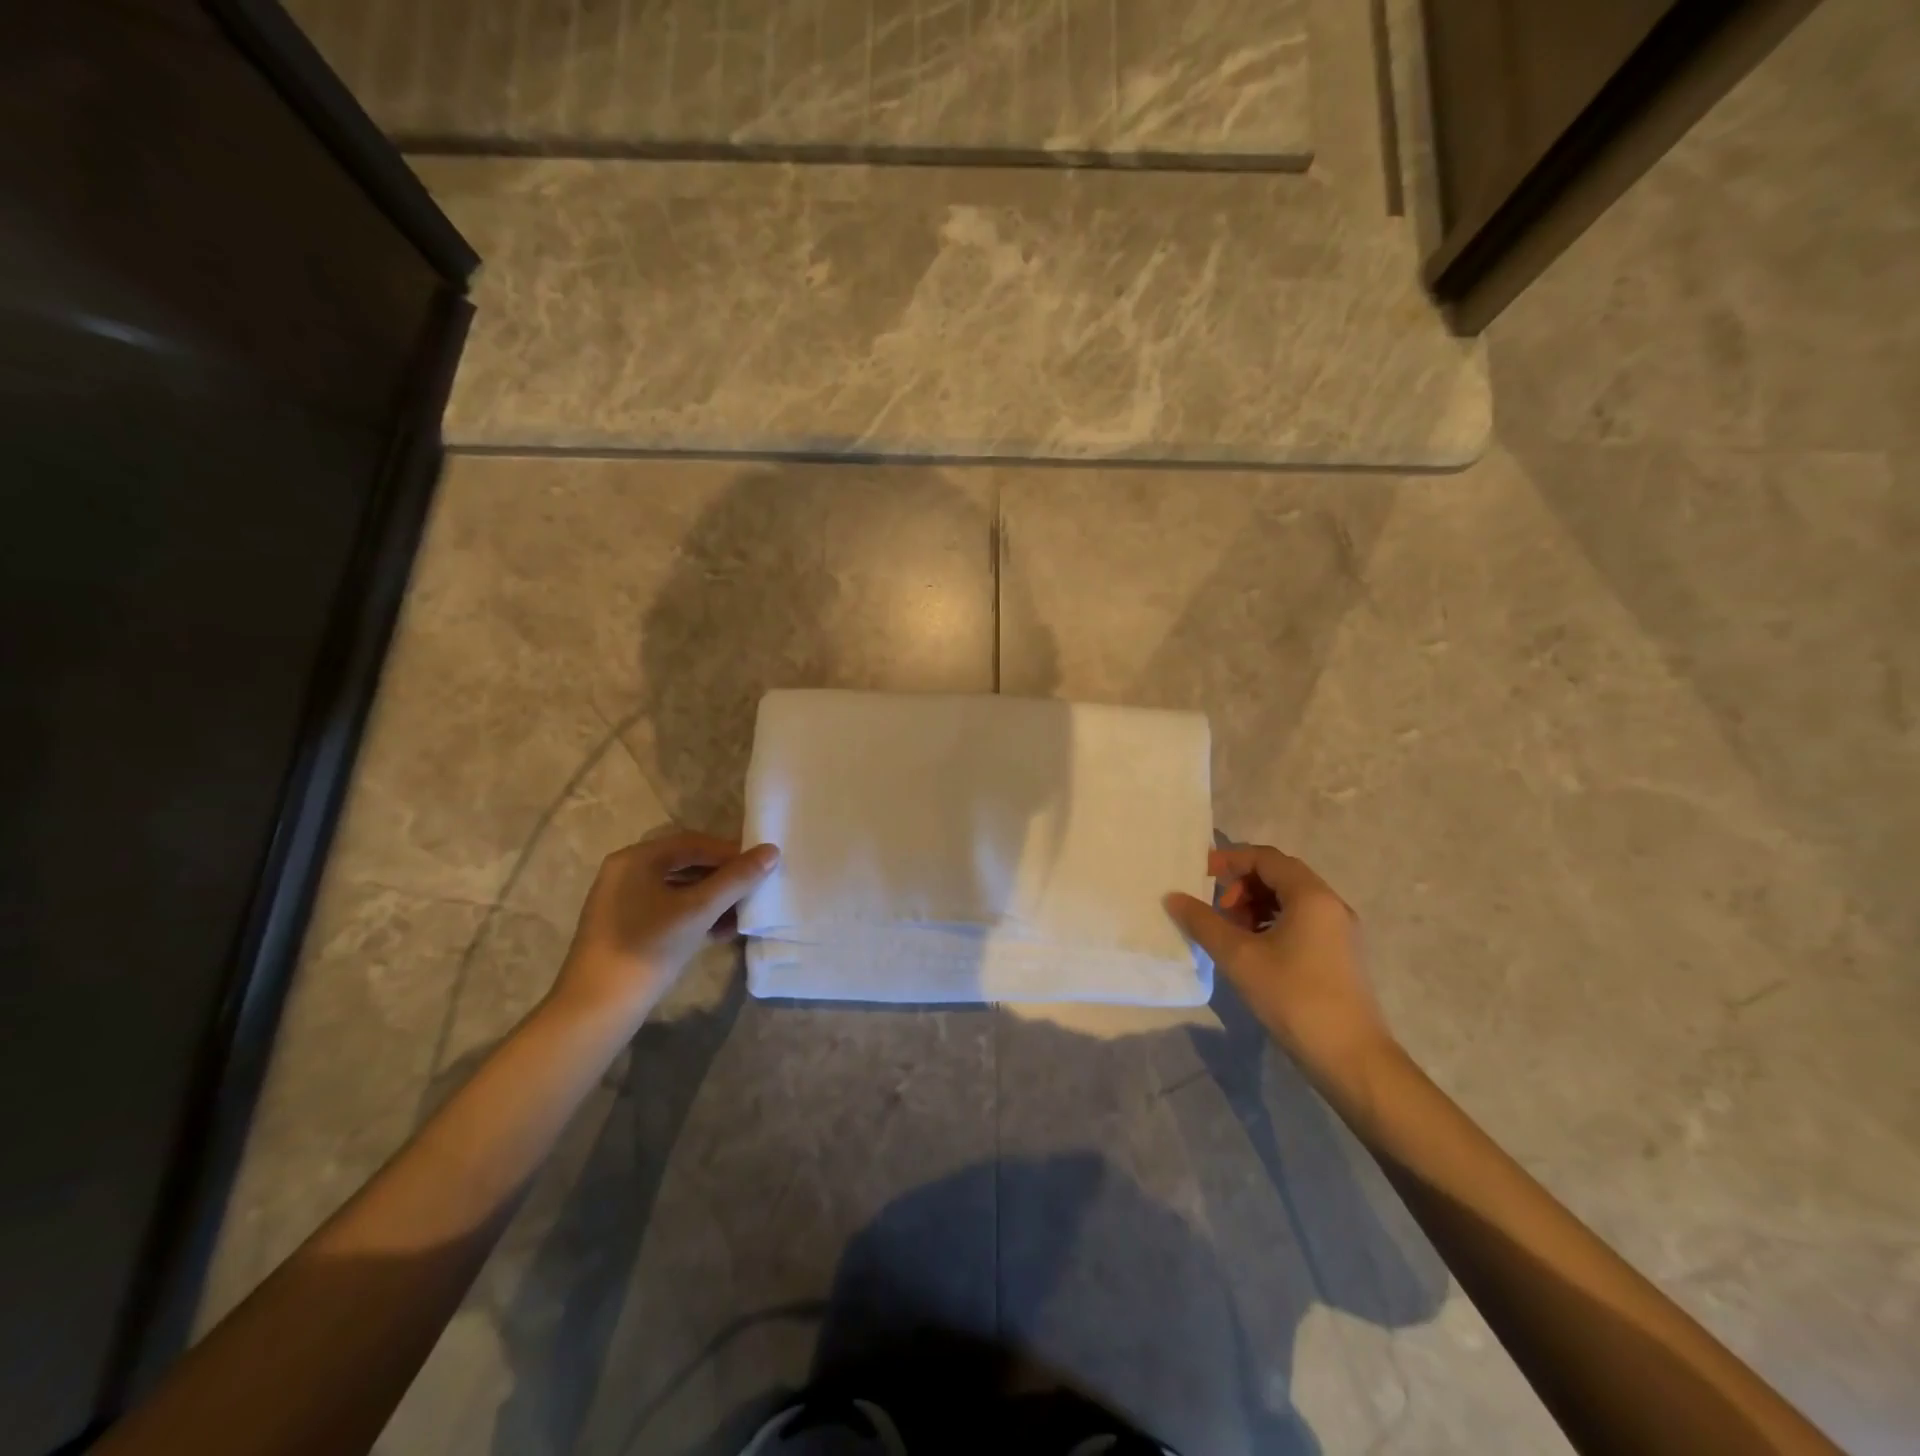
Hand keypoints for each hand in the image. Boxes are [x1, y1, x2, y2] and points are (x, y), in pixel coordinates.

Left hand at [550, 831, 778, 1027]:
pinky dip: (694, 915)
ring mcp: (622, 900)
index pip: (693, 843)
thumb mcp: (698, 911)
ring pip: (678, 888)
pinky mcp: (625, 926)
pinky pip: (667, 908)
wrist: (596, 1009)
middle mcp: (626, 872)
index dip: (730, 852)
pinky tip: (718, 933)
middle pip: (686, 863)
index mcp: (636, 859)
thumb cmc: (648, 948)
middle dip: (722, 878)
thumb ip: (736, 879)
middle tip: (753, 892)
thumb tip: (771, 851)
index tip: (760, 868)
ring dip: (712, 899)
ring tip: (740, 917)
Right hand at [1164, 845, 1393, 1083]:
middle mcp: (1330, 905)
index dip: (1231, 860)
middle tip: (1218, 910)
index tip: (1201, 875)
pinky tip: (1255, 951)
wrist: (1352, 1058)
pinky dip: (1273, 923)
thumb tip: (1173, 897)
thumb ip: (1203, 922)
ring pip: (1291, 900)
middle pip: (1280, 876)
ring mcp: (1340, 931)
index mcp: (1311, 896)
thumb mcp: (1239, 957)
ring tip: (1232, 933)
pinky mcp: (1341, 955)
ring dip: (1257, 906)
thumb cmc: (1294, 998)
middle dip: (1243, 885)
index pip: (1266, 858)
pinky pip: (1302, 921)